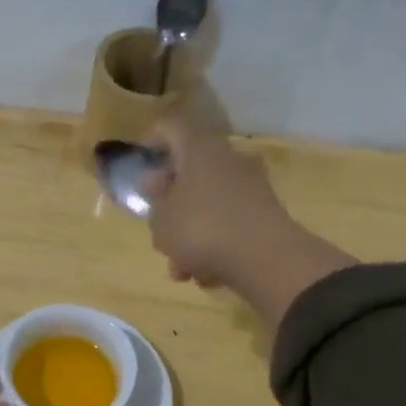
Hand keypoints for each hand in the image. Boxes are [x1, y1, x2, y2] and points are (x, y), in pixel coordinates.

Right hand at [141, 118, 356, 330]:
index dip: (151, 141)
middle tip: (157, 230)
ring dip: (190, 237)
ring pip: (208, 206)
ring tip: (180, 270)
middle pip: (191, 173)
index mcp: (200, 149)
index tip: (139, 162)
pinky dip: (215, 247)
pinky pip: (229, 226)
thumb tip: (156, 182)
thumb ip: (154, 200)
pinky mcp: (265, 215)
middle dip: (171, 206)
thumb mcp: (162, 220)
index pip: (170, 128)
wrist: (266, 259)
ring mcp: (251, 187)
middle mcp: (229, 159)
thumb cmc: (202, 229)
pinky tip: (207, 277)